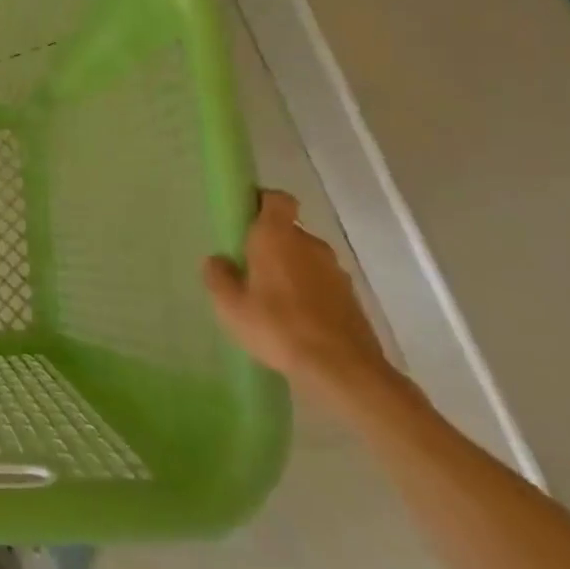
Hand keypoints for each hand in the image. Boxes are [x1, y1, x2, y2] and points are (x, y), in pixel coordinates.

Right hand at [201, 191, 397, 411]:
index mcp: (277, 236)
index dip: (261, 201)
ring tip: (270, 301)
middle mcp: (310, 244)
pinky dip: (308, 293)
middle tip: (247, 269)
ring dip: (289, 270)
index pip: (276, 199)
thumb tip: (218, 260)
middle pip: (288, 231)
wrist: (342, 369)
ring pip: (305, 259)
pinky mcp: (351, 298)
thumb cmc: (277, 327)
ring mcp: (335, 271)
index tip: (244, 218)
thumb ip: (218, 276)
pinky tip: (293, 321)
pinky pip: (321, 283)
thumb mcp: (230, 305)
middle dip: (269, 244)